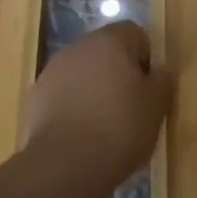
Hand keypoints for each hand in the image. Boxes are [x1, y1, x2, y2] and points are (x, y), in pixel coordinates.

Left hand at [21, 20, 172, 181]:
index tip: (148, 87)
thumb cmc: (120, 127)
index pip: (134, 33)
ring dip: (93, 89)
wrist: (66, 164)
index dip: (145, 58)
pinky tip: (80, 135)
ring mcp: (51, 71)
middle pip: (104, 51)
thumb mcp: (157, 106)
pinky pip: (62, 95)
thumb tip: (158, 71)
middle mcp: (77, 47)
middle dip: (117, 73)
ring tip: (103, 125)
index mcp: (110, 41)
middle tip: (129, 106)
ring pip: (81, 73)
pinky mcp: (34, 97)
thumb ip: (162, 81)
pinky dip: (72, 107)